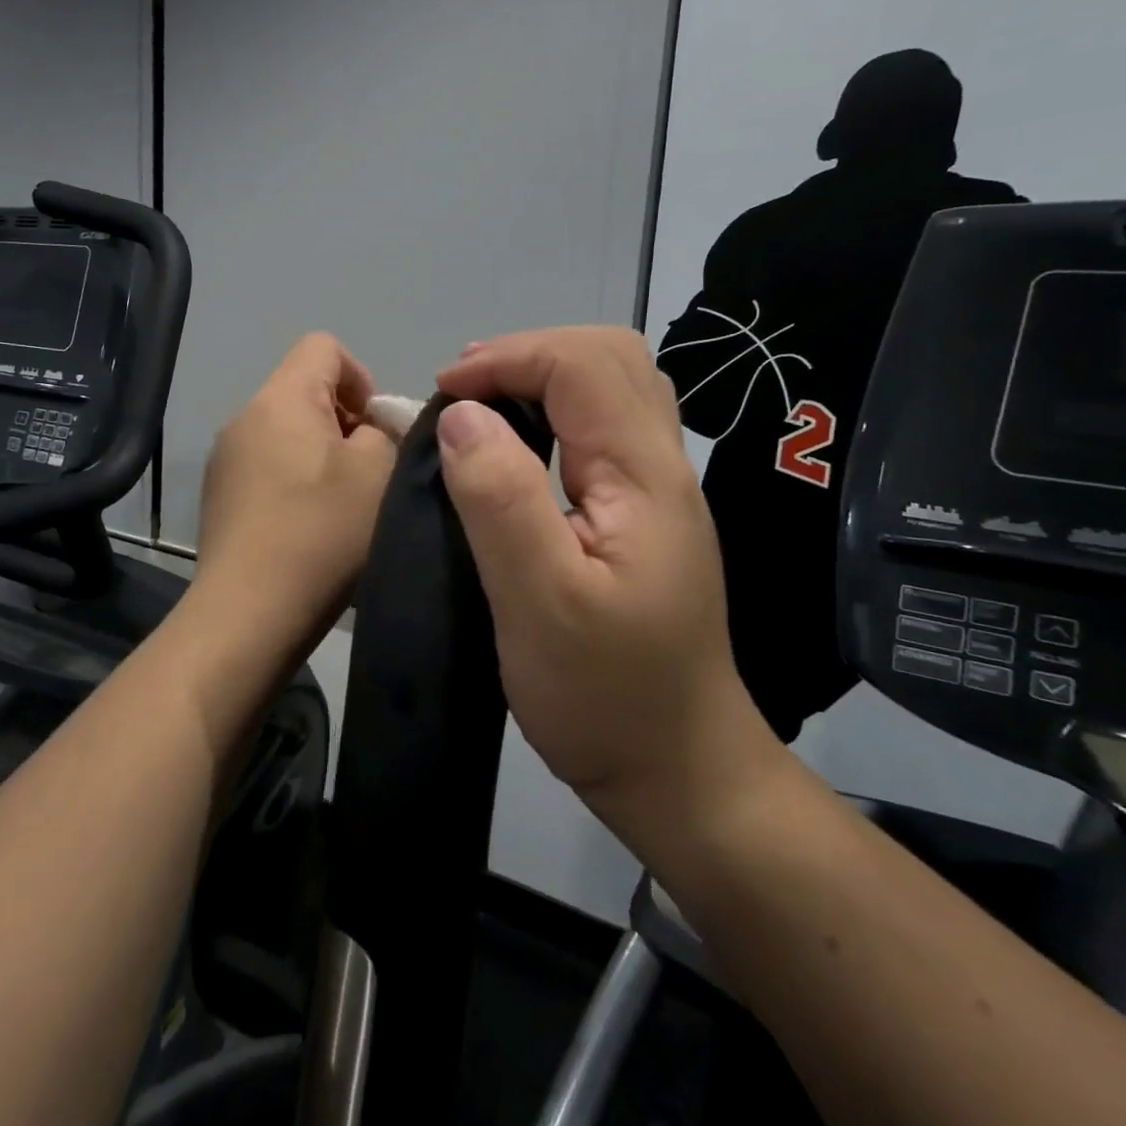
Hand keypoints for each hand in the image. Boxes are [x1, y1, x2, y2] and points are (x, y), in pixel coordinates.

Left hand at [194, 333, 396, 652]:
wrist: (247, 615)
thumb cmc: (320, 534)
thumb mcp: (377, 473)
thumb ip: (385, 431)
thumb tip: (369, 430)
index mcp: (280, 399)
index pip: (323, 346)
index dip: (361, 376)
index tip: (377, 429)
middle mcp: (244, 418)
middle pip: (305, 390)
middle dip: (347, 421)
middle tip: (369, 473)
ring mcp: (225, 460)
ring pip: (288, 432)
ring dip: (323, 455)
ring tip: (341, 506)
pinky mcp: (220, 498)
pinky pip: (269, 466)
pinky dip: (297, 482)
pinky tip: (309, 528)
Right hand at [434, 327, 784, 846]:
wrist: (679, 771)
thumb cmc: (605, 696)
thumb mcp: (539, 601)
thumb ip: (501, 499)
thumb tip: (463, 415)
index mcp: (644, 478)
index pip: (583, 365)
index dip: (509, 358)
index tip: (445, 393)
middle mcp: (663, 468)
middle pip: (611, 359)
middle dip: (529, 354)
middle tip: (464, 389)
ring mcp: (658, 492)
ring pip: (612, 390)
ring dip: (542, 378)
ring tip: (481, 406)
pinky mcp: (643, 517)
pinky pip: (603, 430)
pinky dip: (553, 413)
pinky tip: (516, 447)